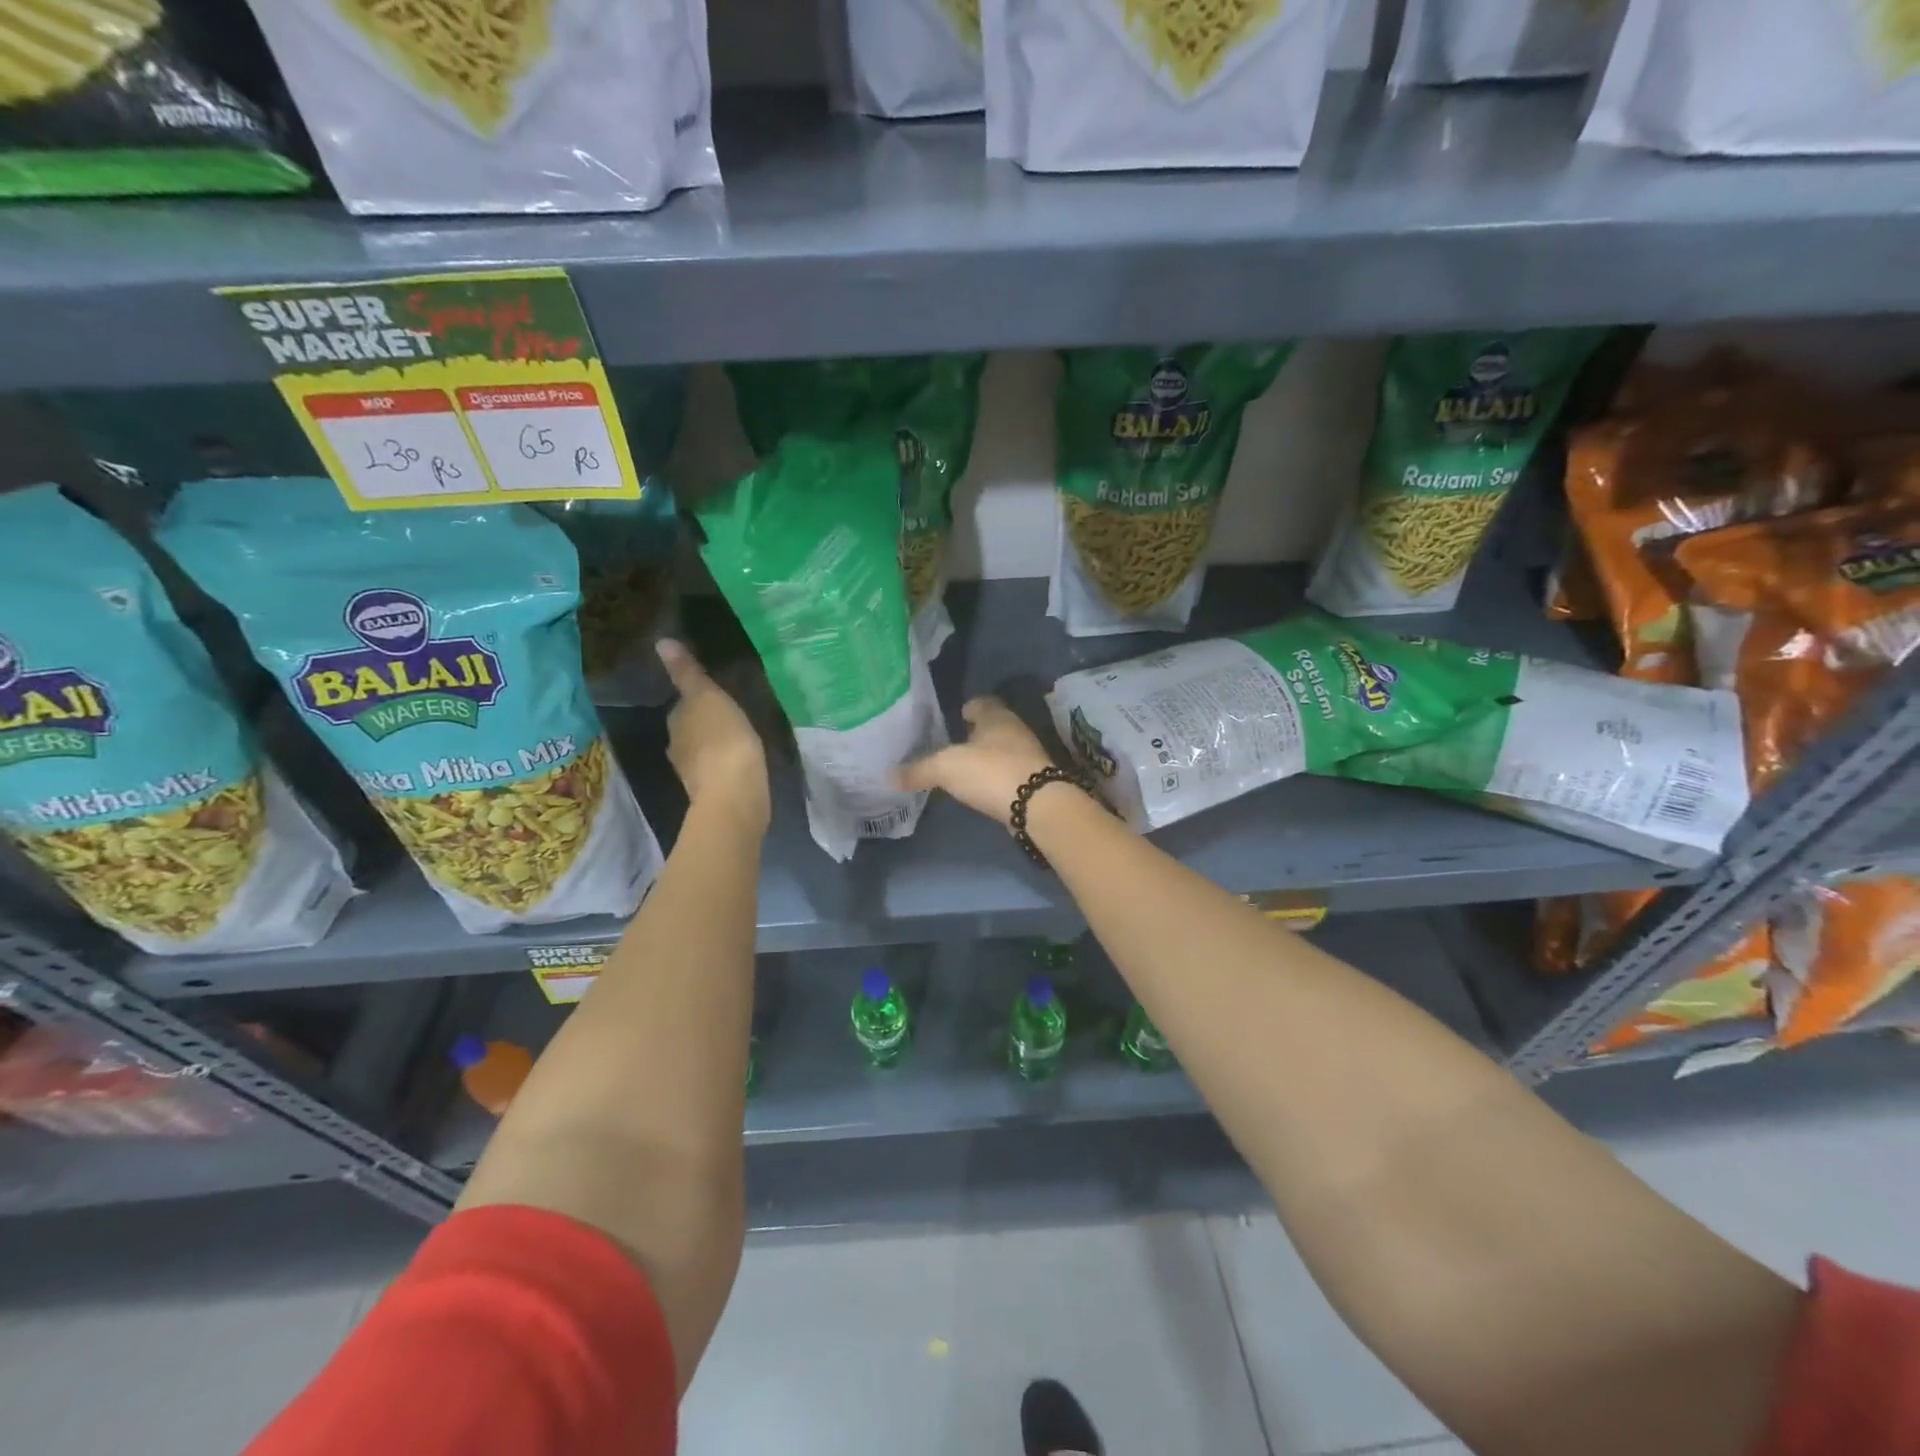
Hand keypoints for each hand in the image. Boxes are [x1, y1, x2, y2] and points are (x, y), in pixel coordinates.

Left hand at [658, 639, 769, 834]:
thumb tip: (661, 642)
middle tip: (731, 717)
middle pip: (690, 730)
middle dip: (705, 725)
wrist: (734, 796)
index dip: (697, 701)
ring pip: (703, 752)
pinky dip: (725, 766)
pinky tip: (740, 765)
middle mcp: (677, 748)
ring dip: (715, 747)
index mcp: (676, 724)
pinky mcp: (713, 793)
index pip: (681, 707)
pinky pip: (717, 772)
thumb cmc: (723, 740)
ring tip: (739, 740)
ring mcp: (694, 774)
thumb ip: (687, 673)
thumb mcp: (708, 697)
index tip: (717, 697)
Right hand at [897, 696, 1056, 827]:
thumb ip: (918, 770)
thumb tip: (889, 776)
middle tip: (952, 744)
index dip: (967, 708)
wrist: (1037, 805)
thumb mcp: (946, 768)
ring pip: (1002, 750)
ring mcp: (1028, 755)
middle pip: (993, 726)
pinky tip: (981, 787)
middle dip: (975, 734)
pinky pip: (1008, 772)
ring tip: (963, 768)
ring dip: (986, 757)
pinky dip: (995, 777)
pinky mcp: (1034, 780)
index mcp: (996, 716)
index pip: (981, 702)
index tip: (954, 716)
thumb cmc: (990, 771)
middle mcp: (1015, 730)